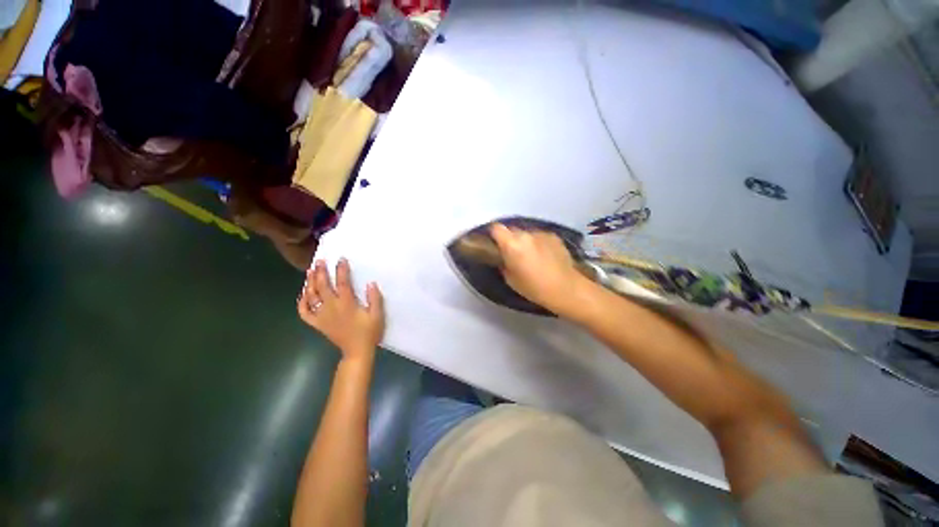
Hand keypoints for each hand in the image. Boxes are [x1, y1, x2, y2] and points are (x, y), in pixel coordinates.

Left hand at [298, 258, 384, 360]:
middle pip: (322, 285)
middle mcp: (332, 307)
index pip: (342, 282)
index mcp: (347, 304)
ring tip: (310, 272)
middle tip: (319, 261)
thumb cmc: (368, 334)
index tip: (340, 259)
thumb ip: (375, 299)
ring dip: (310, 282)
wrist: (357, 352)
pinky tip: (303, 295)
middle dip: (320, 271)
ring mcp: (322, 315)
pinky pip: (305, 313)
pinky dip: (301, 303)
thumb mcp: (377, 317)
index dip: (341, 269)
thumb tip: (371, 283)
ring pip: (312, 296)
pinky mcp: (317, 324)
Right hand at [490, 223, 592, 316]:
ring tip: (533, 258)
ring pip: (528, 234)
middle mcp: (526, 234)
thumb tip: (504, 258)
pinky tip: (546, 257)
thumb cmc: (535, 288)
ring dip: (527, 242)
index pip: (496, 228)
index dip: (493, 235)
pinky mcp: (554, 236)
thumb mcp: (511, 280)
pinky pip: (541, 237)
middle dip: (511, 240)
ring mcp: (542, 233)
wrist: (566, 288)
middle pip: (512, 230)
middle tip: (514, 255)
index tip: (495, 245)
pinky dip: (540, 244)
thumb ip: (504, 264)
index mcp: (512, 244)